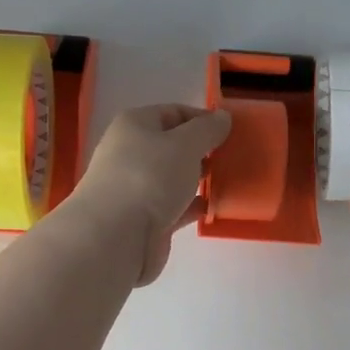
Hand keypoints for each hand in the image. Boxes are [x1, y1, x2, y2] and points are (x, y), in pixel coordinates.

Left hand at [67, 104, 231, 285]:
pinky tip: (214, 208)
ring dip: (198, 180)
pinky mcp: (143, 220)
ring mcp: (136, 189)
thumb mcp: (185, 144)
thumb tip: (222, 117)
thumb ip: (207, 130)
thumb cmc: (149, 177)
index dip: (203, 119)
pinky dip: (192, 206)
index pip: (173, 112)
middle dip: (203, 151)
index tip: (231, 131)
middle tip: (233, 158)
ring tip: (230, 182)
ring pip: (174, 178)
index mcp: (134, 125)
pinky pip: (174, 207)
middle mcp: (131, 153)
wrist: (116, 236)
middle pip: (173, 146)